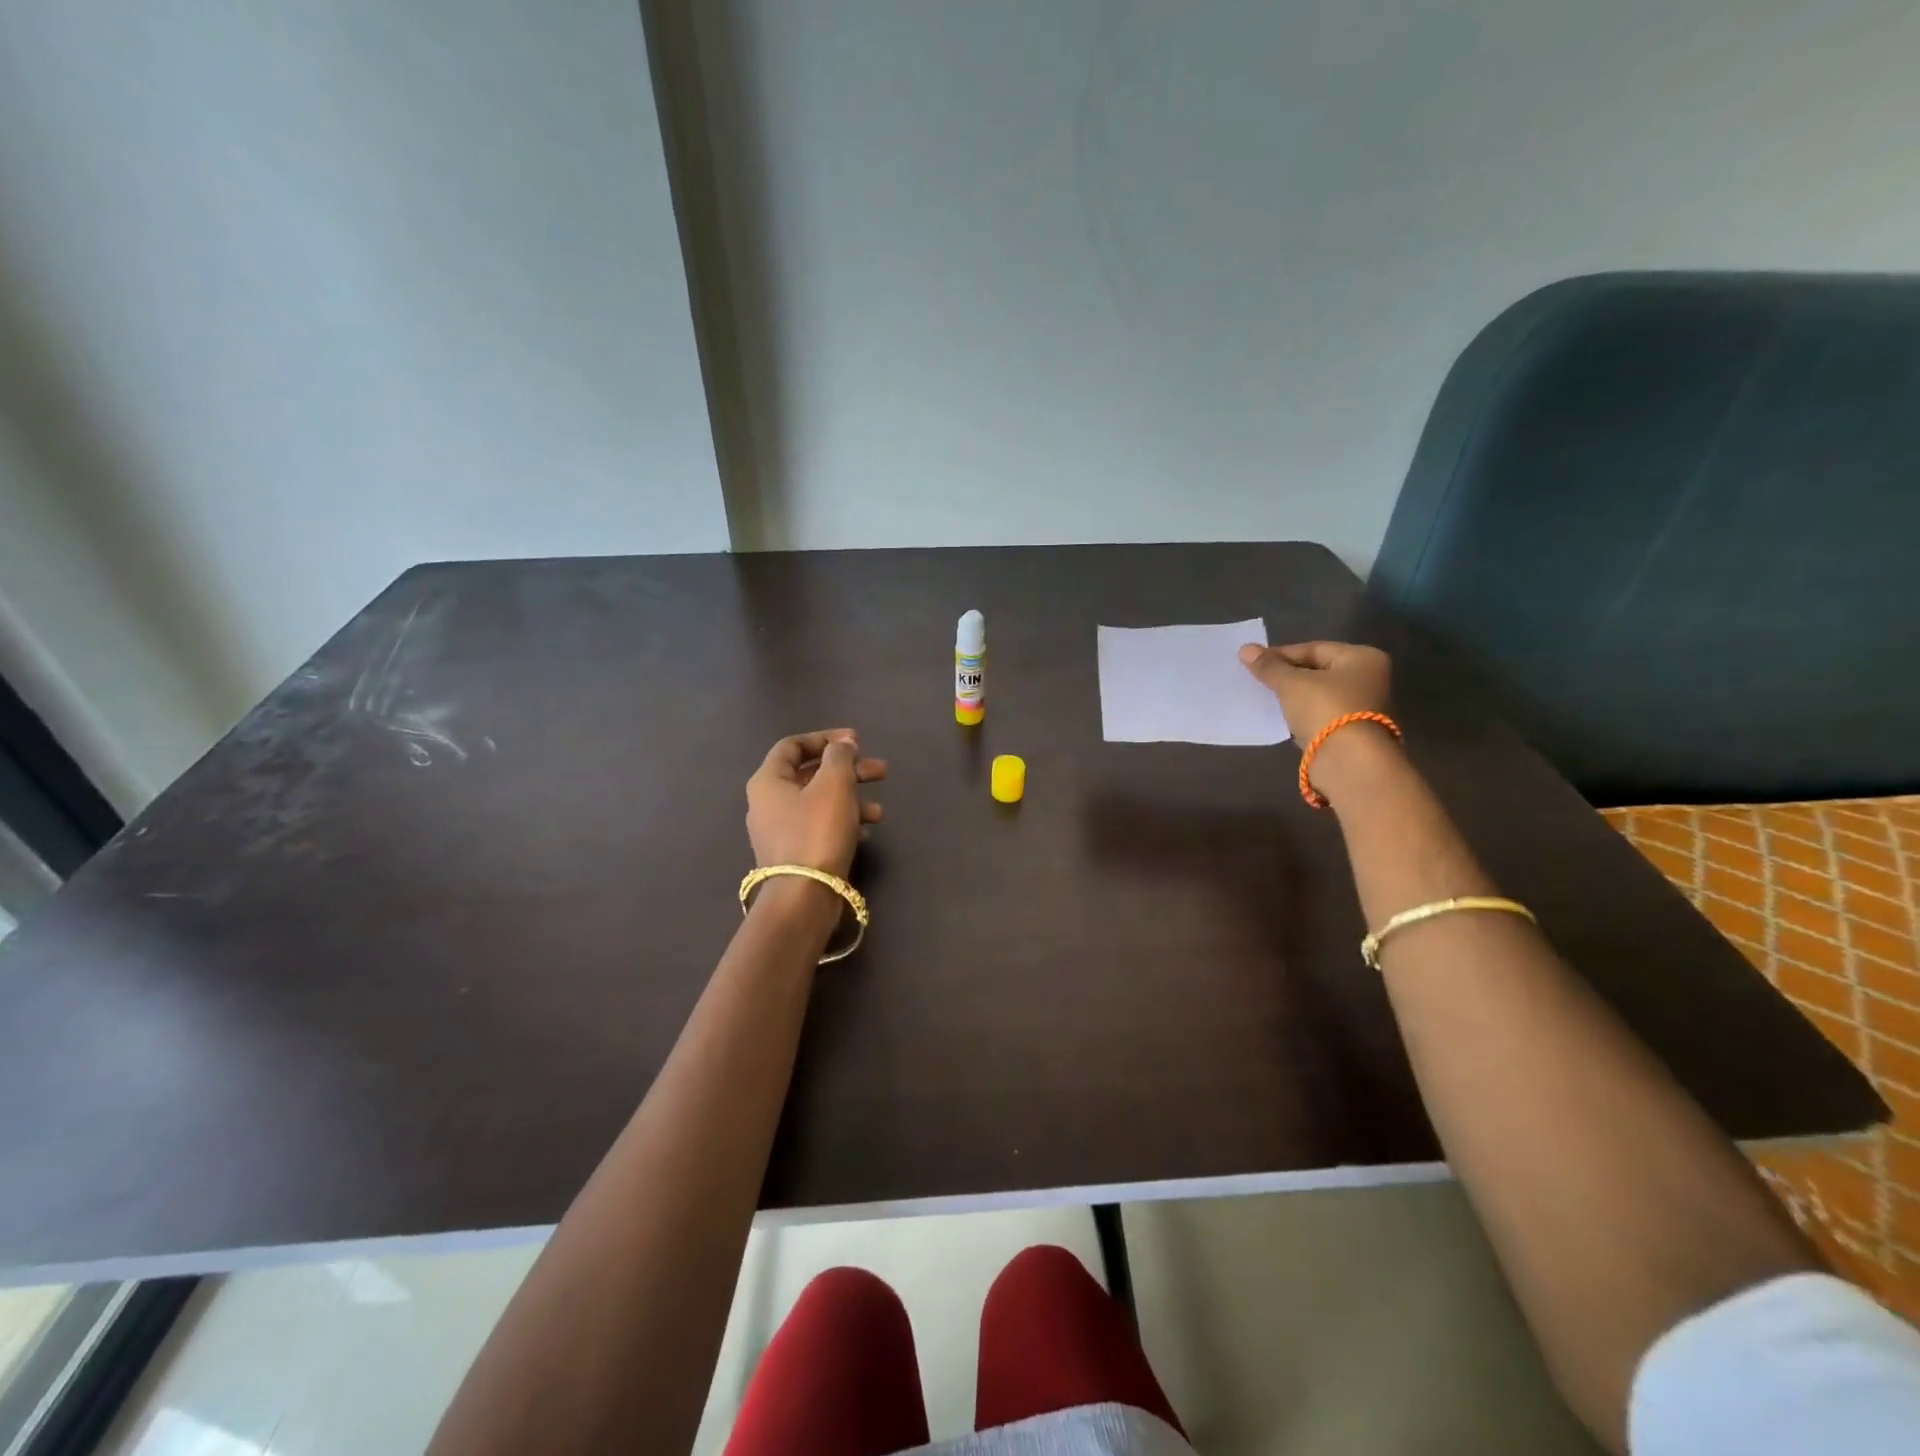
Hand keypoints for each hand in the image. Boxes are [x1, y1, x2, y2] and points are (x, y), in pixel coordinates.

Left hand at [745, 730, 886, 878]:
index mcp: (768, 781)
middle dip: (849, 770)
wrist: (803, 897)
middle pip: (811, 774)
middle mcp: (768, 803)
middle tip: (880, 771)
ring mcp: (779, 831)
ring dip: (852, 799)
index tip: (856, 741)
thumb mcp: (834, 784)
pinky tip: (865, 832)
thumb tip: (842, 744)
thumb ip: (840, 756)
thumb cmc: (817, 831)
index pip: (793, 745)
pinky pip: (820, 827)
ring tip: (880, 812)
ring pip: (819, 802)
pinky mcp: (794, 854)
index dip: (825, 738)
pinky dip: (843, 823)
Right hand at [1238, 640, 1392, 743]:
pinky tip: (1281, 718)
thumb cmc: (1325, 709)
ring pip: (1318, 695)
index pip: (1314, 648)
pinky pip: (1320, 715)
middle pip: (1317, 671)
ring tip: (1265, 698)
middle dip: (1287, 676)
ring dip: (1293, 697)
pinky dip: (1301, 715)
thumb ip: (1269, 666)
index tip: (1254, 663)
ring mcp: (1362, 707)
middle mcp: (1368, 679)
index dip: (1281, 654)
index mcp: (1362, 658)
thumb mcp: (1291, 683)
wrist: (1348, 762)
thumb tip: (1245, 649)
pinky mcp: (1351, 732)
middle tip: (1258, 680)